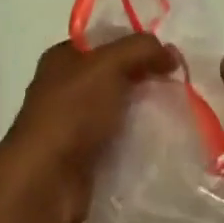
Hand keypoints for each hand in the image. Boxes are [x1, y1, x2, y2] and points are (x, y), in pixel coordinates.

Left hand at [0, 35, 177, 222]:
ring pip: (118, 110)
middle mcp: (65, 87)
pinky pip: (118, 142)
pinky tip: (160, 143)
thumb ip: (141, 49)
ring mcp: (73, 125)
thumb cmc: (72, 111)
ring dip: (143, 112)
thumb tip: (171, 53)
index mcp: (63, 57)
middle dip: (144, 79)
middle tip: (177, 87)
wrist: (46, 182)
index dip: (137, 45)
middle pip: (115, 75)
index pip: (107, 41)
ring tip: (175, 115)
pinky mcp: (84, 158)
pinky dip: (137, 141)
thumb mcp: (108, 65)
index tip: (168, 58)